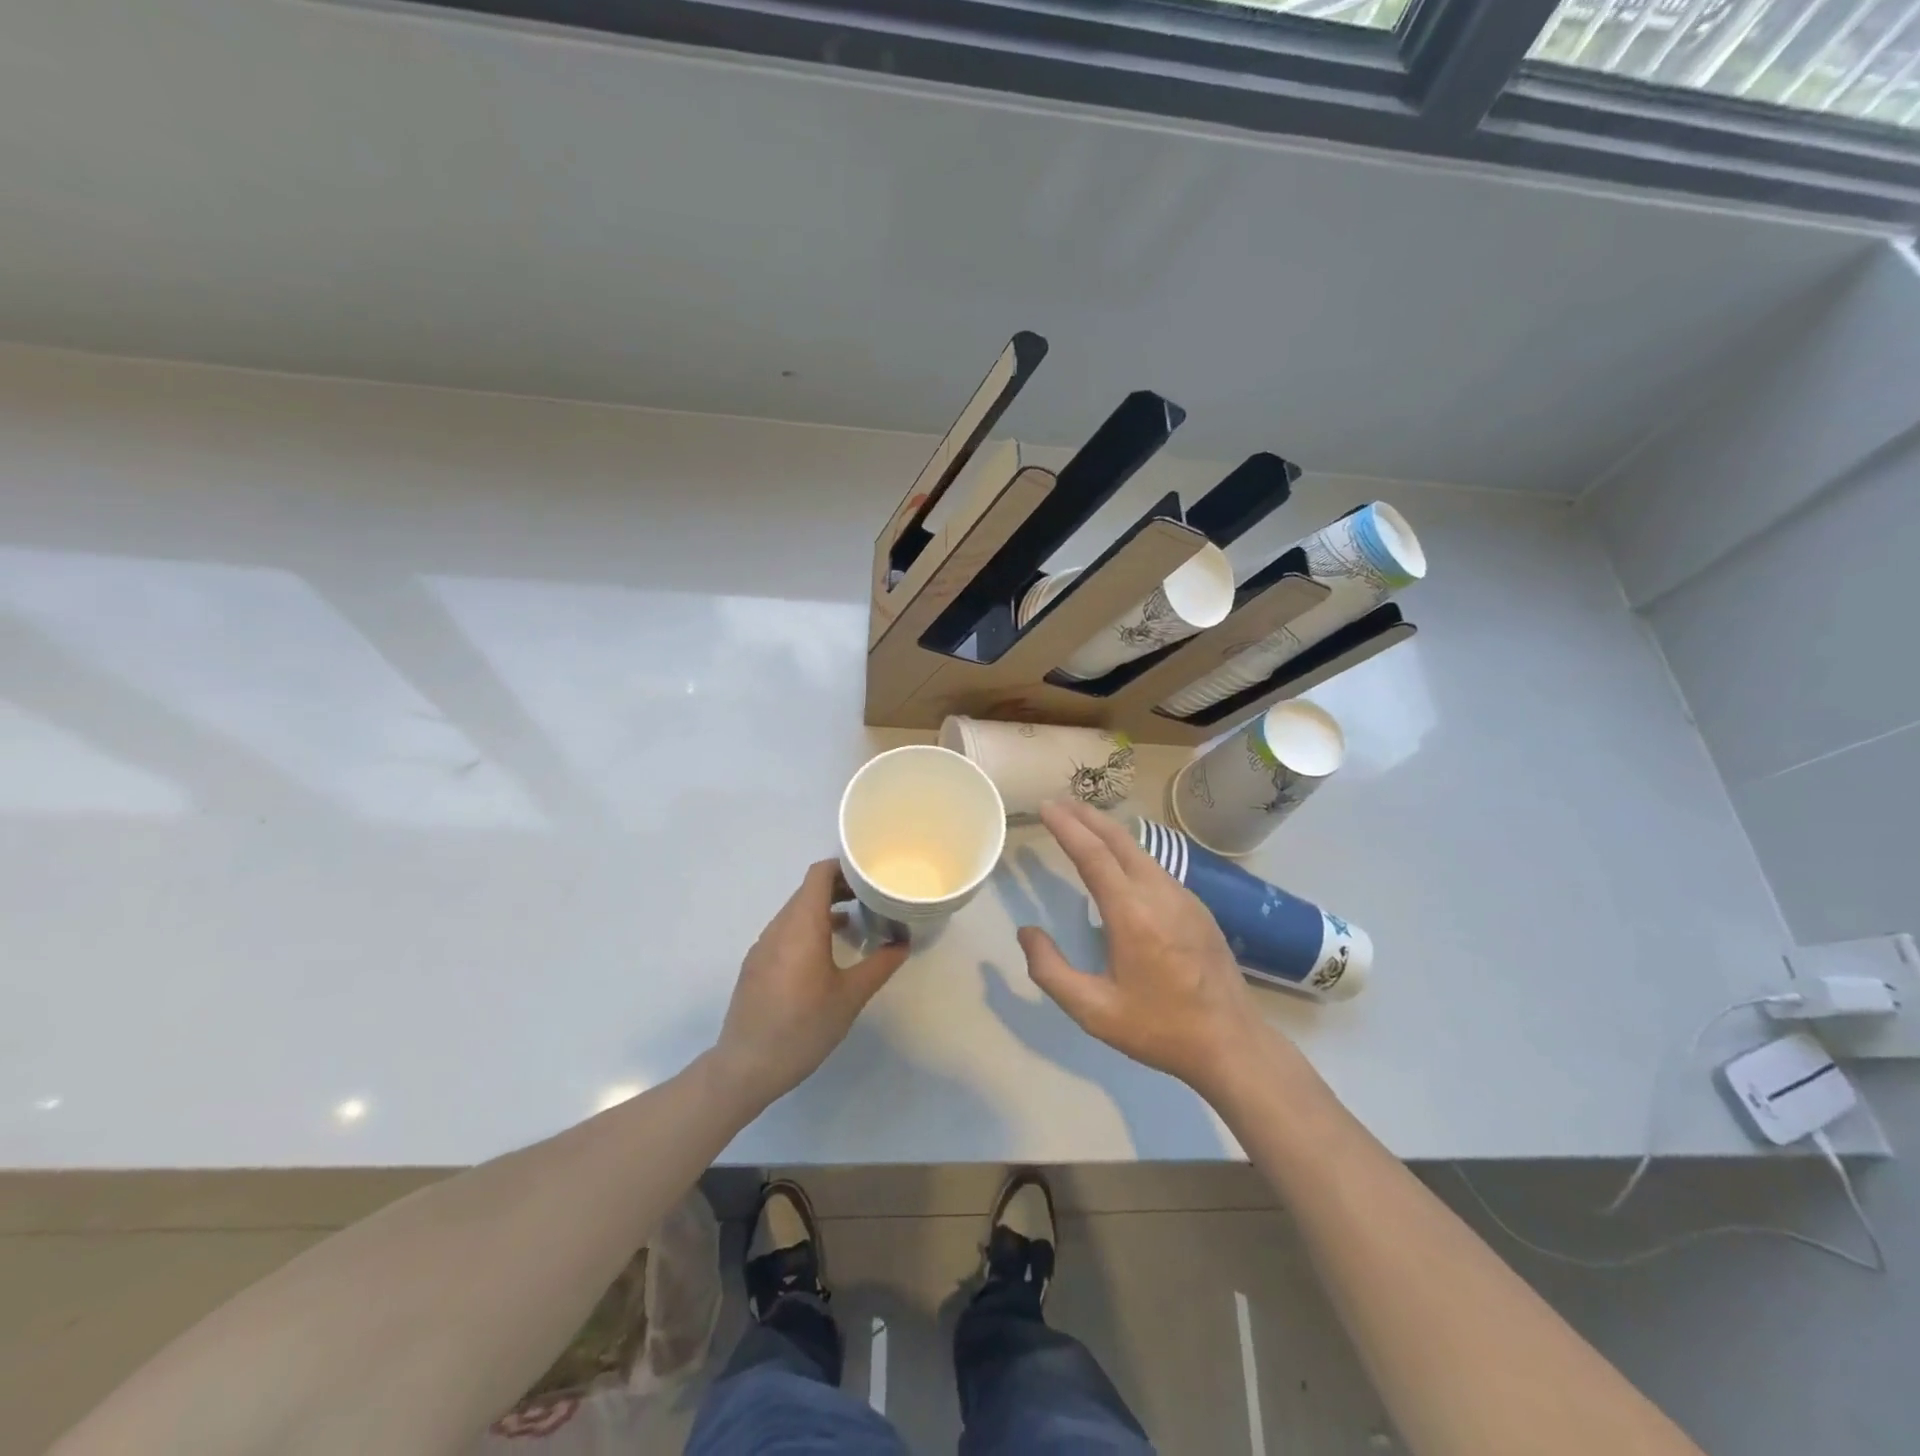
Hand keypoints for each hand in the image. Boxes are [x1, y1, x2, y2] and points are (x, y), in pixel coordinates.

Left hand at [712, 860, 909, 1107]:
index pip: (819, 875)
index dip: (844, 867)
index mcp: (802, 926)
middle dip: (840, 888)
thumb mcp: (850, 998)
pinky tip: (825, 954)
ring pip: (796, 911)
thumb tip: (903, 943)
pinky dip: (808, 928)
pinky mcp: (756, 964)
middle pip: (808, 890)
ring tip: (855, 924)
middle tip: (872, 898)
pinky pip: (785, 931)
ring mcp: (763, 945)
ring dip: (824, 910)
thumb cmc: (803, 1027)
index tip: (871, 875)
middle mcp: (779, 927)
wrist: (746, 1067)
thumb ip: (879, 966)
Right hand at [1020, 801, 1286, 1099]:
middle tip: (1060, 803)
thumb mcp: (1093, 1011)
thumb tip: (1026, 932)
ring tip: (1083, 825)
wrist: (1232, 1043)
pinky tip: (1121, 863)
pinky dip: (1129, 852)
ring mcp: (1184, 897)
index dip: (1067, 827)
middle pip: (1119, 840)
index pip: (1093, 855)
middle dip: (1087, 816)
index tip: (1045, 806)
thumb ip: (1050, 970)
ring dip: (1109, 832)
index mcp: (1131, 913)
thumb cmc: (1159, 1028)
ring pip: (1140, 851)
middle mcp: (1159, 893)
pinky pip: (1156, 867)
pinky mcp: (1197, 908)